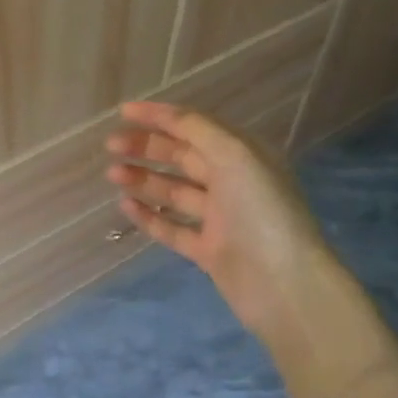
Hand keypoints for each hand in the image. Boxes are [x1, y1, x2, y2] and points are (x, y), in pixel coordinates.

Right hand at [106, 101, 332, 343]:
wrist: (285, 286)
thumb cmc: (261, 211)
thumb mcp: (235, 155)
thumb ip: (197, 129)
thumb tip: (164, 114)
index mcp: (242, 155)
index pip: (195, 126)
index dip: (160, 116)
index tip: (123, 111)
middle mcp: (232, 182)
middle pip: (181, 157)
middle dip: (146, 147)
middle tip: (111, 144)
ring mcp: (220, 219)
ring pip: (173, 191)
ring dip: (143, 178)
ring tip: (112, 174)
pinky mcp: (209, 251)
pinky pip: (172, 228)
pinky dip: (149, 215)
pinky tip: (125, 205)